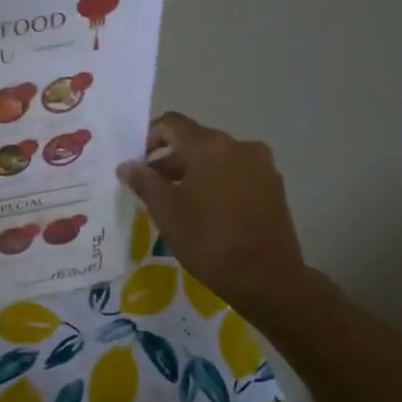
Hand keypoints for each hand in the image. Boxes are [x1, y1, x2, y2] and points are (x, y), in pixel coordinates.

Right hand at [116, 112, 309, 328]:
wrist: (266, 277)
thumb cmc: (208, 240)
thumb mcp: (166, 212)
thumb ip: (144, 182)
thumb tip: (128, 165)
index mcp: (208, 146)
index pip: (171, 124)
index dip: (149, 138)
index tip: (137, 164)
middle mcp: (238, 145)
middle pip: (195, 141)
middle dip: (170, 160)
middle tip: (153, 189)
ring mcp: (261, 164)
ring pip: (217, 158)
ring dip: (194, 172)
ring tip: (180, 203)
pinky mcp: (274, 185)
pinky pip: (236, 173)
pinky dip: (217, 182)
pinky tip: (209, 211)